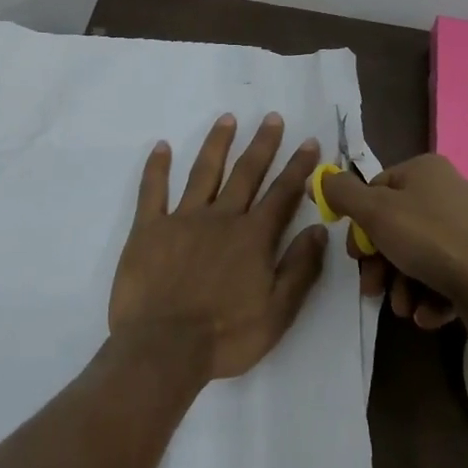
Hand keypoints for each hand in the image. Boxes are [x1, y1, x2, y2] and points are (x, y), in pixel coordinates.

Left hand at [109, 113, 326, 380]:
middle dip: (262, 144)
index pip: (283, 193)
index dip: (299, 167)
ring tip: (227, 118)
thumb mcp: (277, 312)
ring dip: (217, 143)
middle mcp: (221, 217)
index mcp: (253, 237)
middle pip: (246, 172)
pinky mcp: (149, 229)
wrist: (163, 349)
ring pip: (204, 172)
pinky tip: (161, 146)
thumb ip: (300, 268)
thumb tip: (319, 229)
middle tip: (272, 117)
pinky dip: (157, 168)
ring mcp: (183, 218)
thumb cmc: (225, 337)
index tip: (309, 141)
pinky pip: (153, 191)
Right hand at [320, 154, 467, 335]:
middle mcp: (446, 191)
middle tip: (372, 288)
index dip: (361, 224)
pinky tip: (426, 313)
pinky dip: (428, 294)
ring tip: (402, 308)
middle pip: (395, 226)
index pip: (377, 190)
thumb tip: (318, 177)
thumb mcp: (375, 212)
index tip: (356, 255)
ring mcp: (465, 227)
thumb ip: (342, 194)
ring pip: (416, 255)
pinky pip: (442, 273)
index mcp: (424, 170)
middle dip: (380, 264)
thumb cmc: (429, 240)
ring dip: (401, 285)